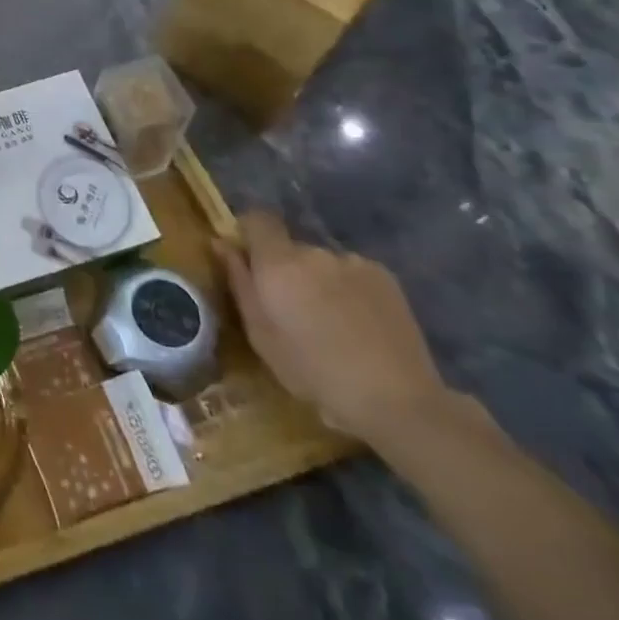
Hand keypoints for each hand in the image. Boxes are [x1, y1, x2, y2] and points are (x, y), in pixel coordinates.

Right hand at [217, 212, 450, 445]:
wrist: (397, 400)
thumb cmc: (314, 372)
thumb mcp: (261, 335)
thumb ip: (239, 283)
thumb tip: (222, 243)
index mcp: (278, 263)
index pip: (257, 219)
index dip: (250, 233)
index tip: (249, 261)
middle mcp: (314, 252)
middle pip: (290, 247)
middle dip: (285, 269)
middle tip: (292, 310)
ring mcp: (353, 262)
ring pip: (322, 263)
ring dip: (318, 281)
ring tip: (331, 323)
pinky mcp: (385, 277)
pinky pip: (351, 273)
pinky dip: (347, 290)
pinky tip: (358, 325)